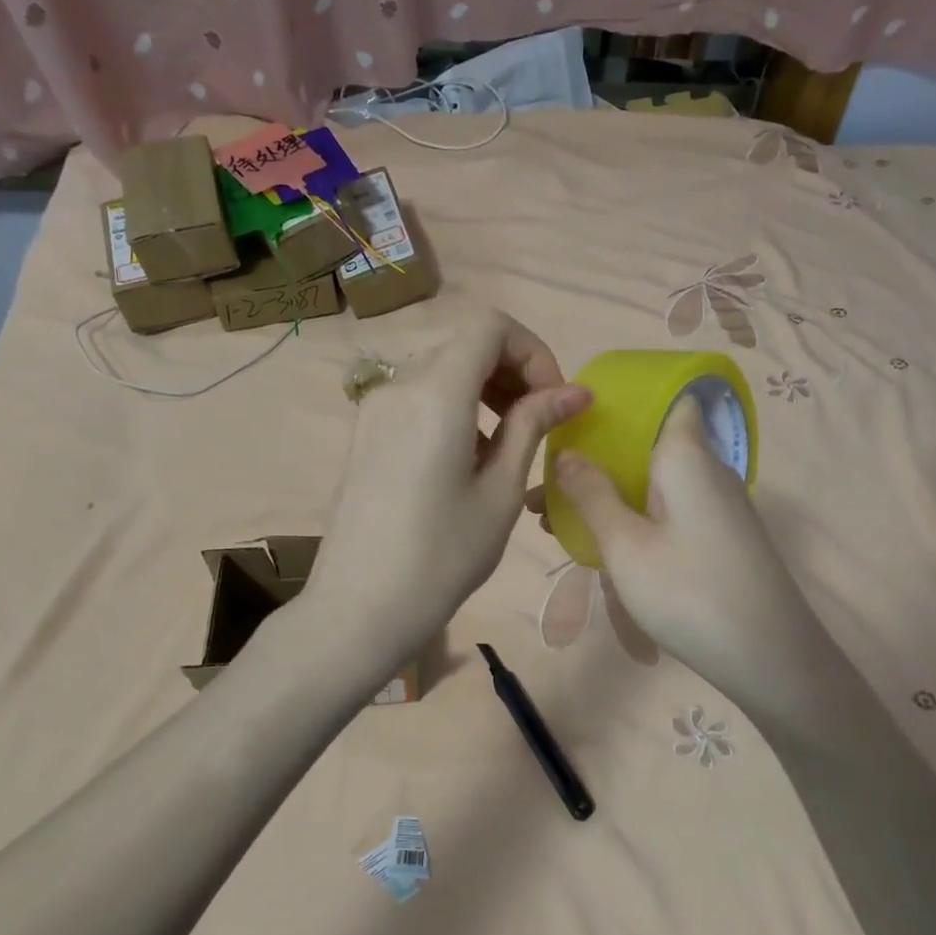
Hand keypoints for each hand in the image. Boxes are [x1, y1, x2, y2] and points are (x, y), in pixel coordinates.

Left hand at [309, 311, 589, 658]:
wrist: (359, 607)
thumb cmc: (442, 556)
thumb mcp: (499, 491)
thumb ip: (533, 426)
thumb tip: (576, 392)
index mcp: (436, 392)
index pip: (491, 326)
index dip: (533, 352)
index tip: (554, 400)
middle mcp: (400, 385)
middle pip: (465, 344)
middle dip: (513, 370)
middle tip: (542, 421)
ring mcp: (376, 408)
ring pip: (442, 370)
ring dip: (486, 388)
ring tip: (511, 441)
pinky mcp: (366, 433)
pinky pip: (419, 397)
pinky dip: (456, 407)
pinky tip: (470, 458)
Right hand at [538, 397, 828, 703]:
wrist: (769, 658)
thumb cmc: (689, 592)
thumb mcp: (626, 545)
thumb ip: (592, 495)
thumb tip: (566, 454)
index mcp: (687, 455)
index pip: (666, 397)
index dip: (623, 400)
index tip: (576, 415)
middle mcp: (708, 469)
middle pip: (649, 444)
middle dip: (597, 458)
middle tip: (545, 485)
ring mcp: (718, 505)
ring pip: (655, 481)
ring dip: (610, 492)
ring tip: (555, 519)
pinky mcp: (720, 536)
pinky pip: (669, 508)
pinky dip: (633, 514)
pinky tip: (600, 541)